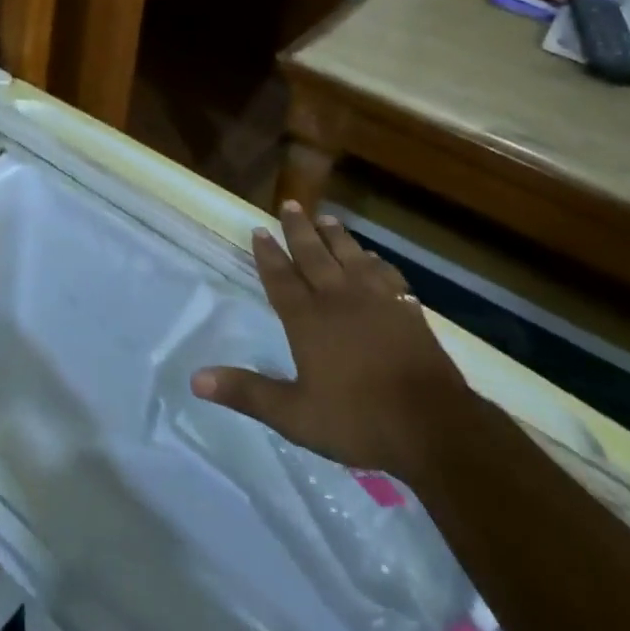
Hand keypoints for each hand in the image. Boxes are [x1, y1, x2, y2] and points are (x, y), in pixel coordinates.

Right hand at [192, 203, 472, 477]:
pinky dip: (375, 261)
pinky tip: (373, 258)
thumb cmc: (358, 420)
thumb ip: (247, 393)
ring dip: (336, 236)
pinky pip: (386, 274)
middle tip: (290, 204)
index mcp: (308, 319)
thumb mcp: (294, 415)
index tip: (259, 229)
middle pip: (314, 255)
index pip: (281, 277)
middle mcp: (338, 299)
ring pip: (350, 256)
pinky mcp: (407, 310)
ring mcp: (376, 301)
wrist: (433, 426)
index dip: (268, 253)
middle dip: (299, 229)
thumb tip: (196, 379)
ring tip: (327, 218)